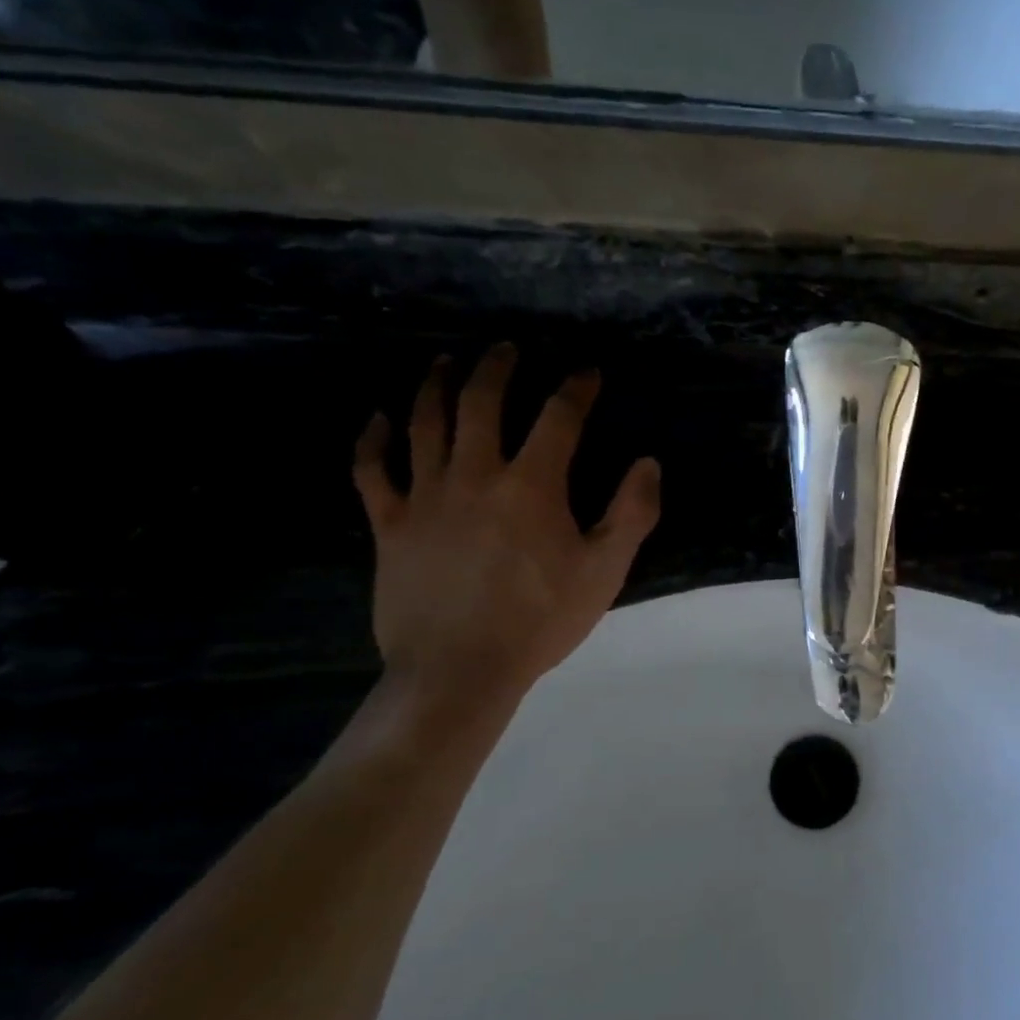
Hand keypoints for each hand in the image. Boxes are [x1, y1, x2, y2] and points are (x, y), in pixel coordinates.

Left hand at [353, 346, 659, 700]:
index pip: (558, 417)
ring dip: (436, 384)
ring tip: (446, 362)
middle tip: (508, 348)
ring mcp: (424, 496)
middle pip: (480, 402)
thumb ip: (632, 513)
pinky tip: (380, 420)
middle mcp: (474, 475)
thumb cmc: (541, 620)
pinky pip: (373, 470)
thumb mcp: (605, 571)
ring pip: (425, 422)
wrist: (460, 670)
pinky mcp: (390, 524)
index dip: (576, 388)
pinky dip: (375, 439)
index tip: (588, 372)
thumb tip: (647, 464)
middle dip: (497, 367)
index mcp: (531, 485)